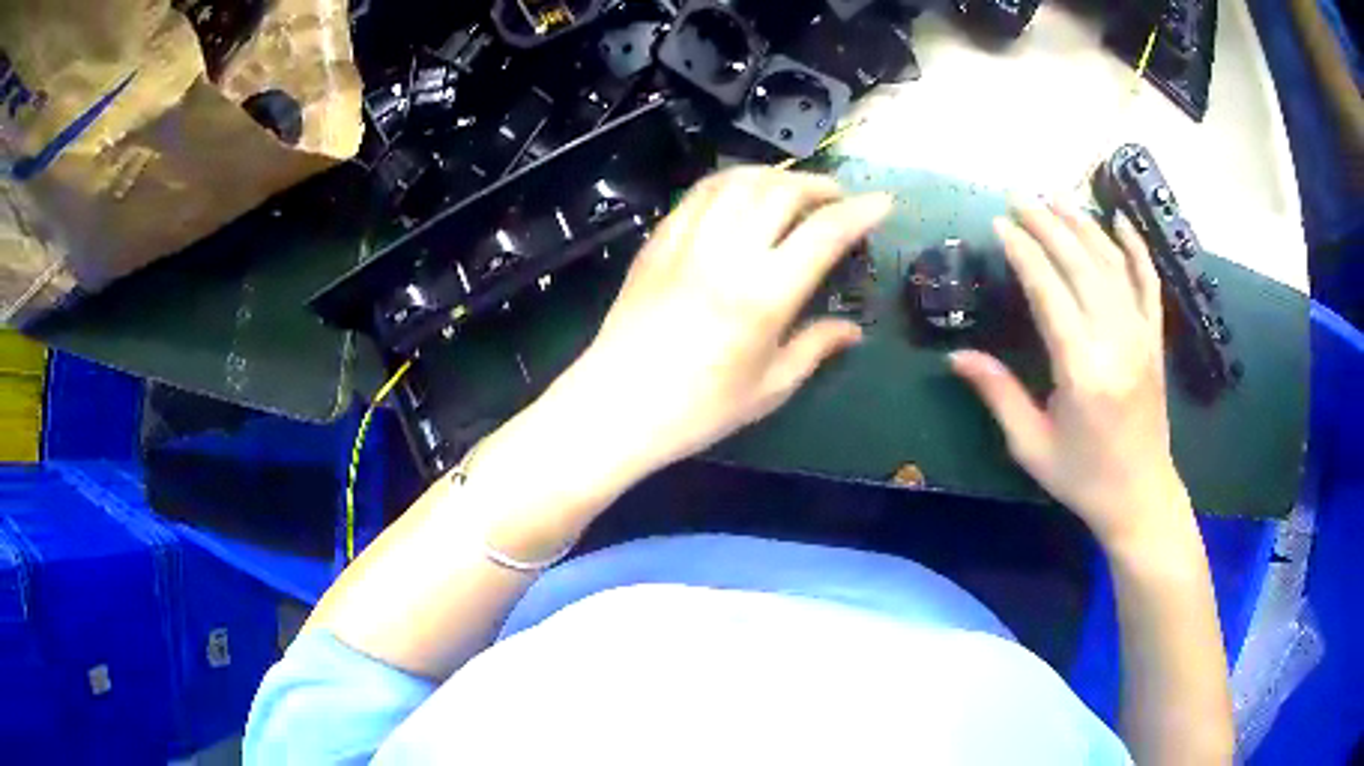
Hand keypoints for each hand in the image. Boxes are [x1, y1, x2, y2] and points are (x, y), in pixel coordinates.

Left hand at [555, 166, 891, 478]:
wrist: (616, 406)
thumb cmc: (698, 409)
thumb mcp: (770, 387)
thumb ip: (815, 348)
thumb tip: (851, 331)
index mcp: (764, 293)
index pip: (824, 233)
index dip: (860, 212)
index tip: (882, 202)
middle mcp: (728, 252)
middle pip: (781, 191)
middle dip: (818, 185)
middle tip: (836, 198)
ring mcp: (687, 240)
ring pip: (738, 180)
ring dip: (775, 175)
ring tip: (793, 189)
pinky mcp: (658, 241)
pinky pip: (700, 193)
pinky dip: (731, 182)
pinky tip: (741, 194)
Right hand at [950, 201, 1190, 548]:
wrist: (1141, 496)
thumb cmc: (1082, 476)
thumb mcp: (1031, 444)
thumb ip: (997, 393)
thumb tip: (955, 355)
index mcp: (1081, 370)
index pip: (1049, 292)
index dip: (1023, 253)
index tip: (999, 224)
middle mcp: (1115, 342)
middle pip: (1080, 266)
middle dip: (1048, 225)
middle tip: (1019, 199)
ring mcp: (1141, 336)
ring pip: (1112, 264)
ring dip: (1083, 225)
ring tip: (1055, 197)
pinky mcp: (1155, 339)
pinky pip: (1149, 282)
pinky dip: (1136, 248)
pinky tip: (1120, 221)